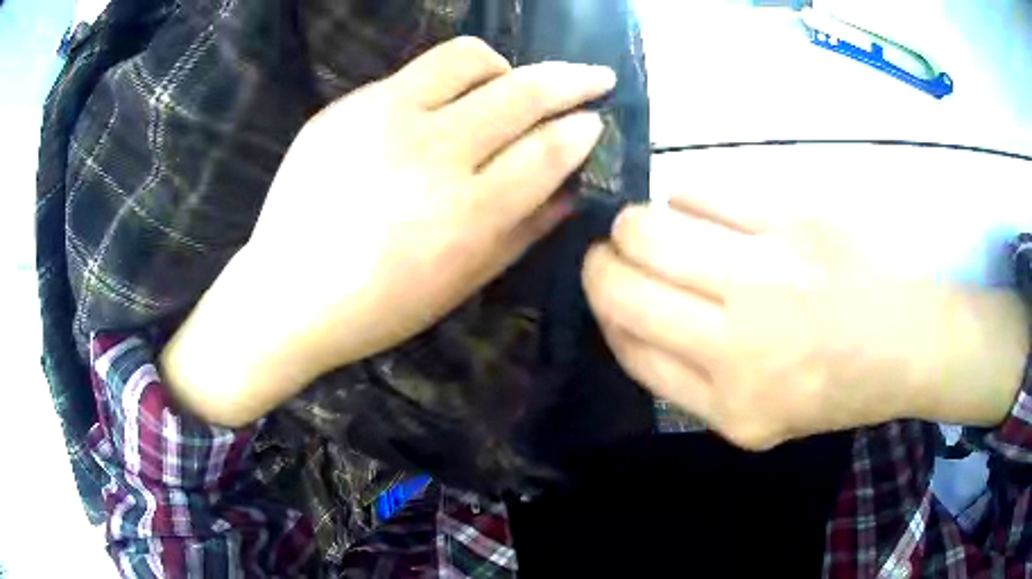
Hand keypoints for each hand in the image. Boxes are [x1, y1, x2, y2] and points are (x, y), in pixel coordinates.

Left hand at [162, 37, 614, 426]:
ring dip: (505, 67)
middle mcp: (430, 153)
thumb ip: (525, 230)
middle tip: (595, 75)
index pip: (548, 150)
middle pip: (522, 91)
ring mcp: (381, 119)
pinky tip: (435, 113)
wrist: (287, 293)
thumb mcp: (462, 283)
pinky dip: (442, 86)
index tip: (596, 120)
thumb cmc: (378, 306)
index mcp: (466, 214)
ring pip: (467, 58)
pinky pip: (412, 75)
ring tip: (507, 85)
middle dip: (573, 78)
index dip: (583, 129)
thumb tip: (571, 189)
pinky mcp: (344, 106)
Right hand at [584, 180, 1029, 449]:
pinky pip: (701, 193)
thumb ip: (692, 380)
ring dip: (637, 224)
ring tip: (659, 226)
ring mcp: (766, 277)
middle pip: (621, 288)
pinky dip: (686, 198)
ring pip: (649, 230)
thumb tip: (630, 316)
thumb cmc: (840, 385)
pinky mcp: (790, 220)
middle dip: (601, 263)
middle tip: (616, 251)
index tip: (608, 291)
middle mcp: (738, 347)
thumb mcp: (761, 418)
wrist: (911, 342)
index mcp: (728, 406)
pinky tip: (702, 208)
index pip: (627, 347)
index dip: (604, 312)